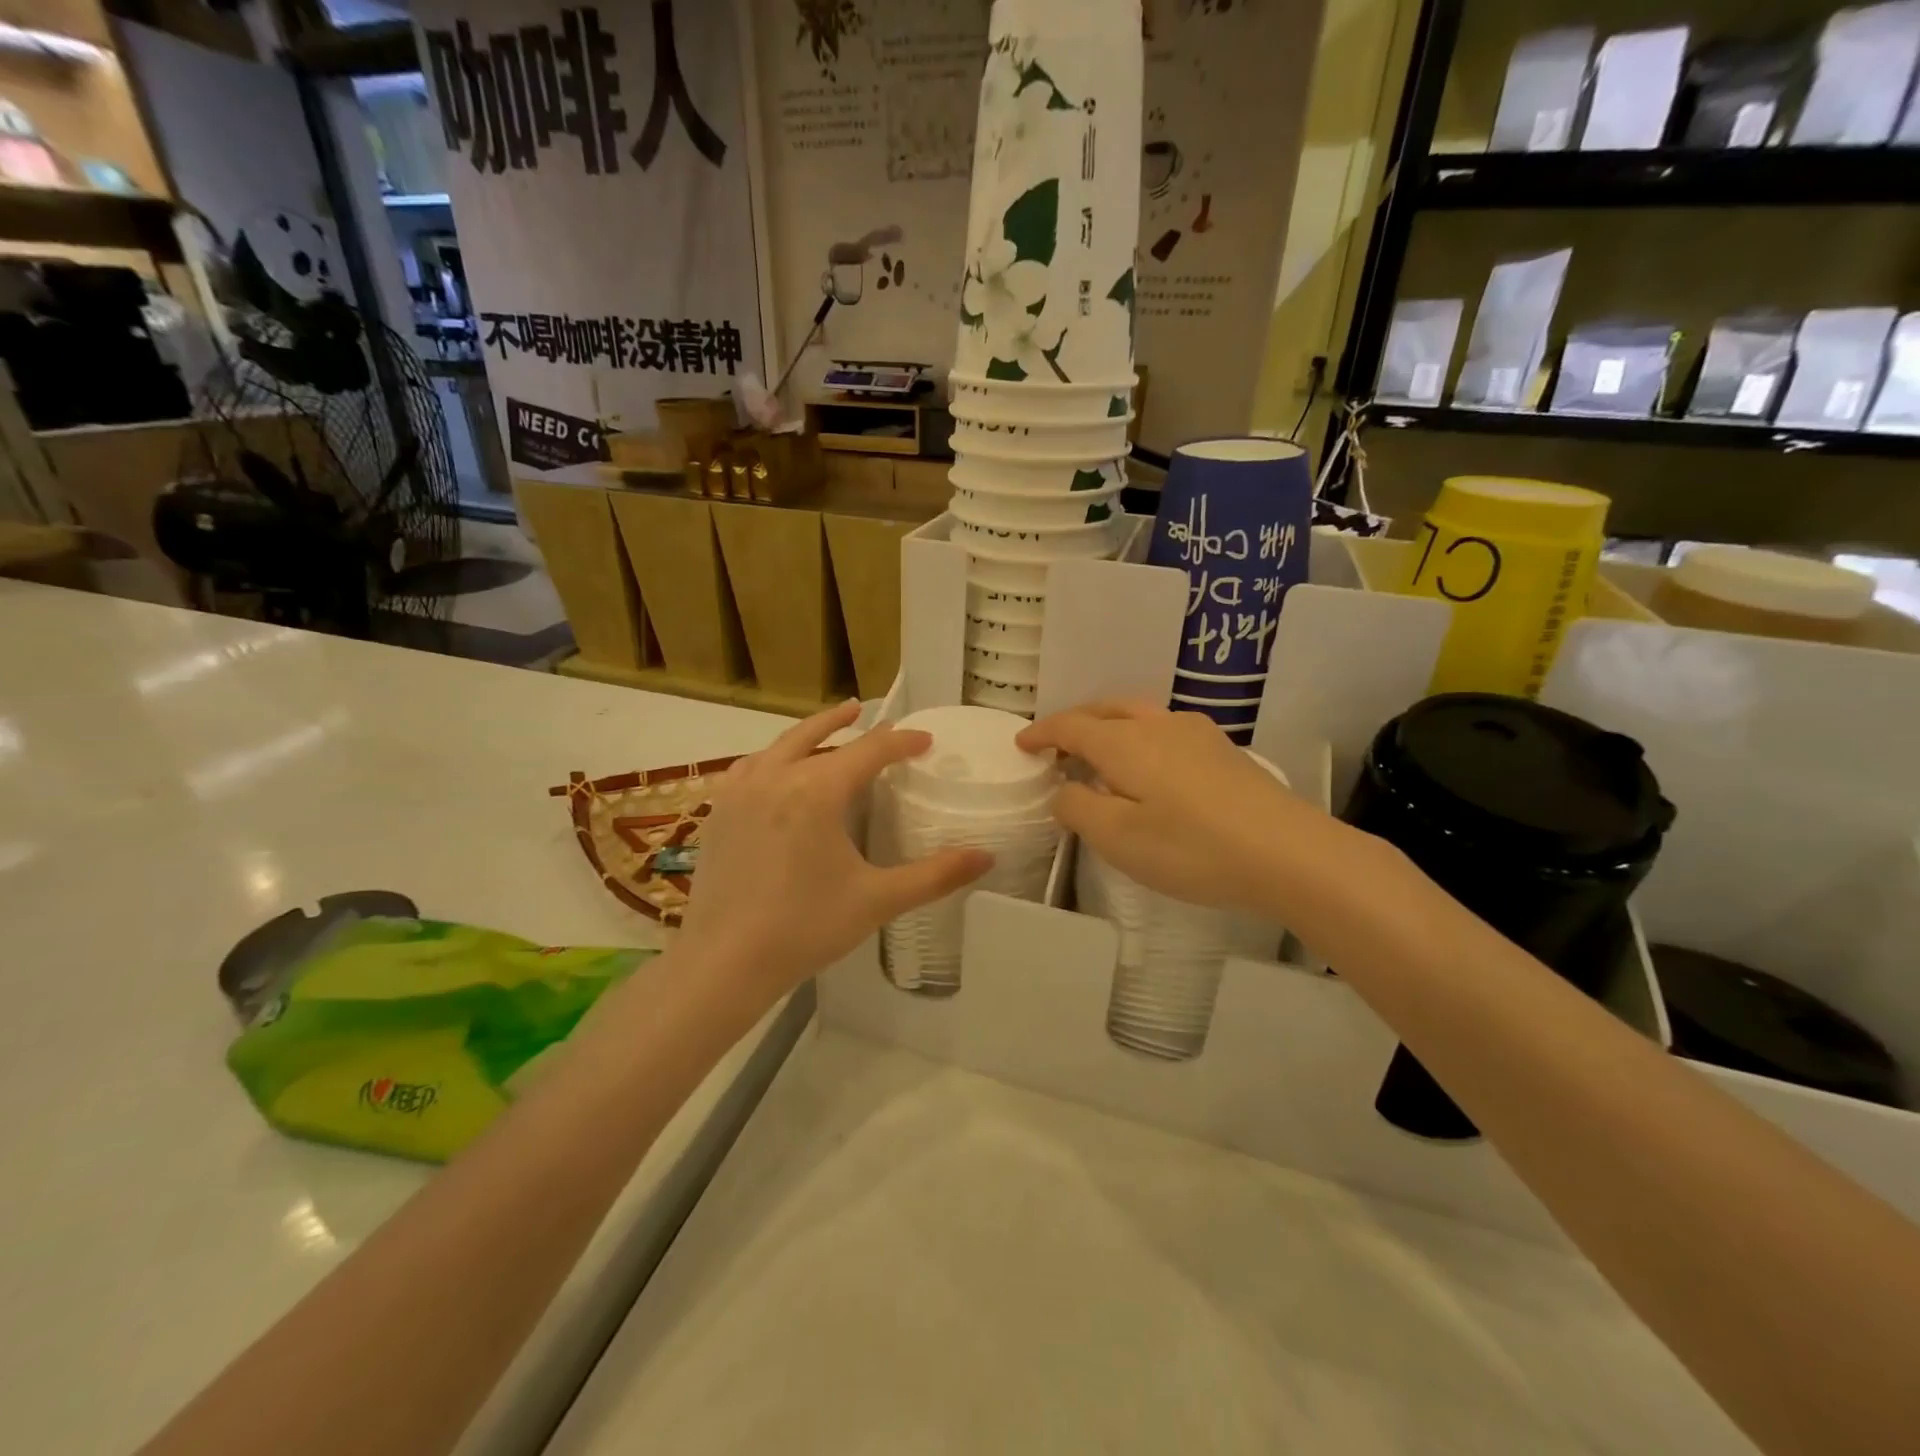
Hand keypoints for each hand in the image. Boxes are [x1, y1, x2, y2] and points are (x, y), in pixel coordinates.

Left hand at [678, 701, 990, 997]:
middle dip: (847, 724)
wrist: (724, 963)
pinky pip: (750, 769)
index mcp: (817, 790)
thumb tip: (987, 857)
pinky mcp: (717, 813)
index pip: (869, 750)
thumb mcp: (878, 900)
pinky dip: (772, 758)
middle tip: (867, 713)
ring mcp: (739, 793)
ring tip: (826, 729)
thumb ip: (935, 875)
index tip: (924, 740)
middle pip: (816, 735)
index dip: (900, 742)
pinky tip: (775, 771)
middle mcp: (775, 777)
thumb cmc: (805, 928)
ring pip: (779, 747)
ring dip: (806, 734)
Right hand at [1018, 701, 1312, 913]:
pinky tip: (1148, 766)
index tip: (1021, 745)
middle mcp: (1158, 725)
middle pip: (1104, 711)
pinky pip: (1164, 729)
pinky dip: (1138, 737)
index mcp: (1125, 743)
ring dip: (1108, 727)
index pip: (1071, 726)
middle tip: (1054, 747)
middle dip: (1074, 723)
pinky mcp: (1223, 750)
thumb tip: (1063, 790)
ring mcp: (1196, 733)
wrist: (1289, 853)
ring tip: (1097, 753)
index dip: (1042, 733)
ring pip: (1137, 715)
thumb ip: (1077, 809)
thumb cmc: (1192, 848)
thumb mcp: (1118, 839)